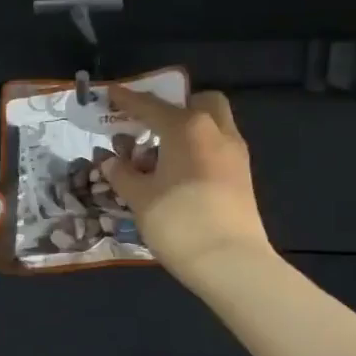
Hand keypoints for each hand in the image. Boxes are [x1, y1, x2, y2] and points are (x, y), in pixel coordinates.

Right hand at [102, 86, 271, 285]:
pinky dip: (199, 150)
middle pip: (199, 103)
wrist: (230, 262)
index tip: (111, 93)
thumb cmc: (178, 221)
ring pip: (213, 125)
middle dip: (176, 107)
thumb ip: (123, 174)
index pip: (151, 106)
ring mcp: (235, 154)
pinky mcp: (243, 177)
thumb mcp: (139, 198)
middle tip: (151, 126)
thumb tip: (111, 161)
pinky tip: (178, 174)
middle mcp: (216, 131)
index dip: (128, 100)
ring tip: (160, 155)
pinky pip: (218, 148)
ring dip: (188, 130)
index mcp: (187, 128)